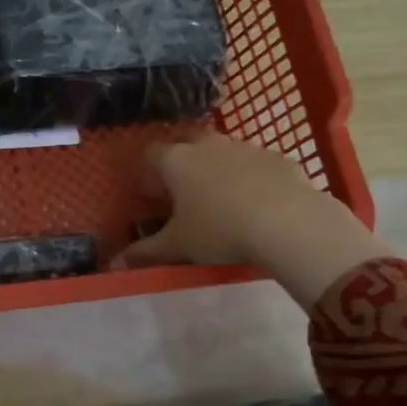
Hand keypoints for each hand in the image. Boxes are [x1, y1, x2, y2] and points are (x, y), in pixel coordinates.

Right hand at [114, 132, 389, 307]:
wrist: (291, 223)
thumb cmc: (220, 230)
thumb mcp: (178, 246)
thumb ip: (146, 252)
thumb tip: (115, 263)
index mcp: (176, 161)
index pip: (150, 154)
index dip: (147, 172)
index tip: (149, 194)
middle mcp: (207, 145)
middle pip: (186, 142)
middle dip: (181, 161)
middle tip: (183, 191)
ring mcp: (245, 148)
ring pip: (222, 151)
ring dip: (217, 167)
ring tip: (221, 198)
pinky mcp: (279, 158)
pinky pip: (255, 163)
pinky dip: (251, 177)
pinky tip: (257, 202)